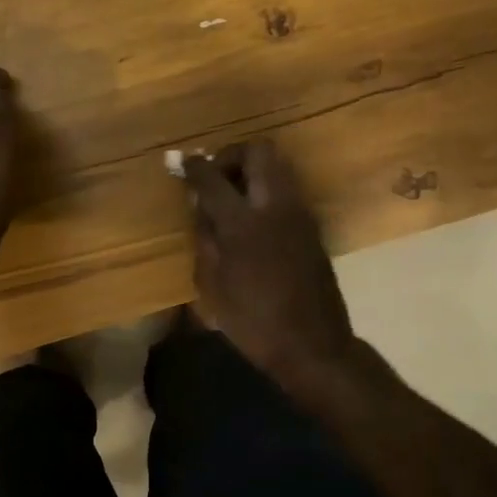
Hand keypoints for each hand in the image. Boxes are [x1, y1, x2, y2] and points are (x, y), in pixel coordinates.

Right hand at [183, 140, 356, 390]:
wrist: (313, 346)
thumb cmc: (254, 323)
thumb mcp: (213, 285)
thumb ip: (204, 238)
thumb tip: (200, 205)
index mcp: (243, 223)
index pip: (213, 177)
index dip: (194, 166)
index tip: (182, 163)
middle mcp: (275, 206)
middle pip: (258, 151)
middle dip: (232, 155)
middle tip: (216, 178)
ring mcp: (299, 213)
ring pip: (278, 166)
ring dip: (252, 170)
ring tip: (232, 198)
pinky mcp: (312, 226)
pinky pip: (287, 189)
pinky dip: (267, 190)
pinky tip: (253, 219)